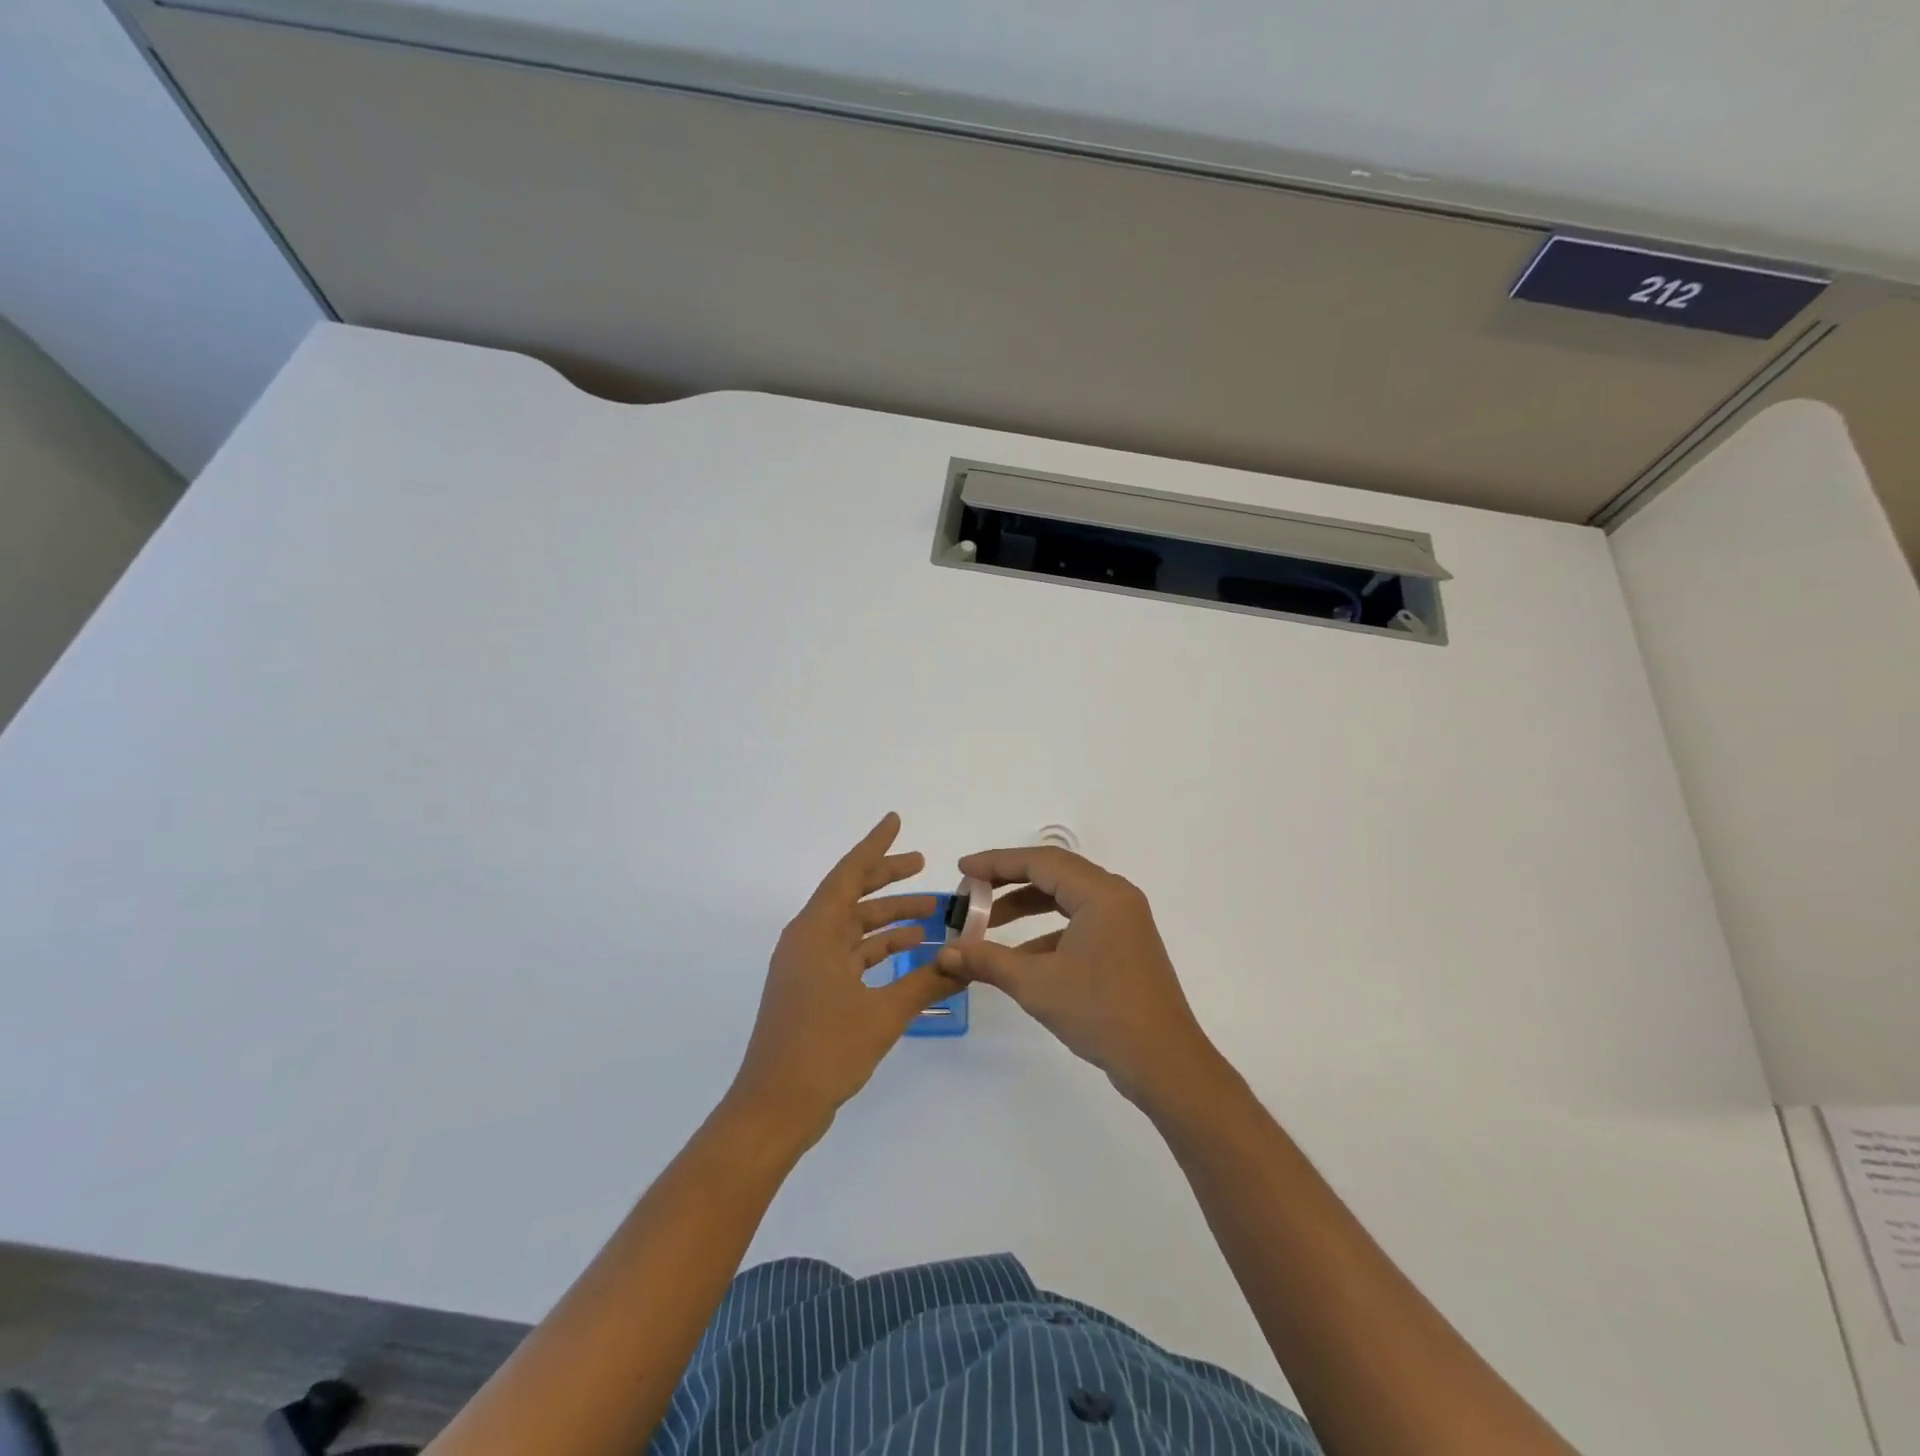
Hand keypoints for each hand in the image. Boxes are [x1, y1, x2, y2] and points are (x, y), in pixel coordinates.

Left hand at [727, 814, 958, 1144]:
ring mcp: (808, 967)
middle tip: (923, 865)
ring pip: (854, 928)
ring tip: (932, 916)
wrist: (775, 1109)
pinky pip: (851, 955)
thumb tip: (968, 961)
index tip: (896, 821)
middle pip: (852, 896)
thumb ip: (927, 982)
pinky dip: (880, 950)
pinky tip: (912, 954)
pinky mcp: (813, 990)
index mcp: (815, 932)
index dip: (875, 845)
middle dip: (888, 880)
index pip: (849, 873)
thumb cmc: (825, 1051)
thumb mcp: (884, 1014)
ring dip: (890, 920)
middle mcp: (808, 940)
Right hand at [935, 846, 1220, 1105]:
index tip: (963, 870)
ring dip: (1027, 907)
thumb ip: (988, 961)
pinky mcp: (1125, 945)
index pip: (1040, 862)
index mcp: (1101, 894)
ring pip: (1066, 898)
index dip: (997, 863)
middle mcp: (1116, 897)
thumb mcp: (1036, 984)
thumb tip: (945, 953)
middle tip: (972, 892)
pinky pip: (1079, 921)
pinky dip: (1047, 932)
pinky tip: (1021, 958)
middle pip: (1054, 873)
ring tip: (988, 927)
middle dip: (1009, 882)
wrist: (1164, 1063)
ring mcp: (1124, 921)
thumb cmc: (1101, 1013)